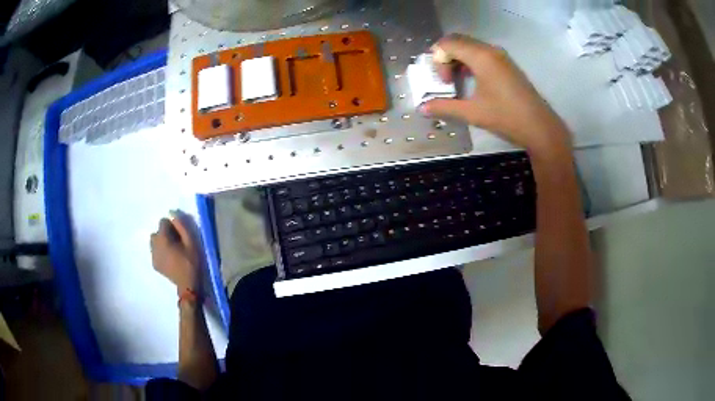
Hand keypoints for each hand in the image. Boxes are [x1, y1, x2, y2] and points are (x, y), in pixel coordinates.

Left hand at [150, 215, 200, 293]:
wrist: (188, 286)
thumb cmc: (191, 262)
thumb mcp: (191, 242)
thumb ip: (181, 226)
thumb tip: (173, 213)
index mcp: (162, 238)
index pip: (162, 222)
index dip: (172, 226)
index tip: (180, 235)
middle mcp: (154, 245)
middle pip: (157, 232)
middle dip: (165, 234)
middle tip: (176, 243)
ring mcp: (153, 256)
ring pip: (155, 242)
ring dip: (162, 243)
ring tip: (172, 251)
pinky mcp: (155, 264)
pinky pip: (155, 252)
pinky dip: (161, 252)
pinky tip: (170, 259)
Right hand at [420, 34, 570, 154]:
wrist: (540, 128)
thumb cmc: (506, 118)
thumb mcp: (472, 113)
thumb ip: (445, 107)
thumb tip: (423, 108)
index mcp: (481, 57)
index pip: (448, 43)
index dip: (438, 59)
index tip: (444, 81)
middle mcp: (491, 50)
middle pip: (458, 41)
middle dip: (445, 57)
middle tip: (445, 79)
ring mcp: (501, 56)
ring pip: (470, 46)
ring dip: (457, 59)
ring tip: (456, 80)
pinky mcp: (507, 64)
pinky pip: (482, 53)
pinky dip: (470, 61)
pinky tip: (472, 80)